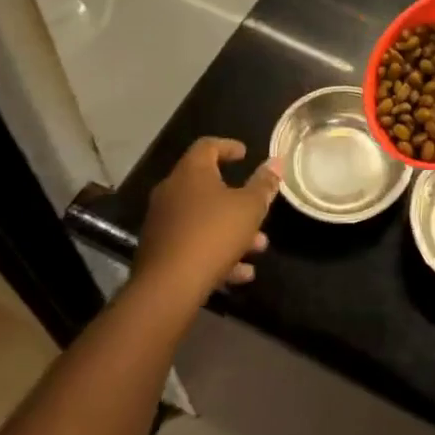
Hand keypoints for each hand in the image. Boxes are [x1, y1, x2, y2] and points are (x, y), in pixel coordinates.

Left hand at [135, 138, 280, 300]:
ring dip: (231, 229)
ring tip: (258, 246)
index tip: (245, 154)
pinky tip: (241, 273)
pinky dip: (216, 253)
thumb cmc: (213, 234)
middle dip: (237, 198)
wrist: (168, 288)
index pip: (208, 146)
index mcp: (191, 172)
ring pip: (202, 219)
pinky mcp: (159, 253)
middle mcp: (171, 192)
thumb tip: (275, 161)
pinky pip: (192, 244)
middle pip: (206, 186)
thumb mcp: (250, 207)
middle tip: (257, 206)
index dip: (228, 146)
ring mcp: (162, 223)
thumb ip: (263, 184)